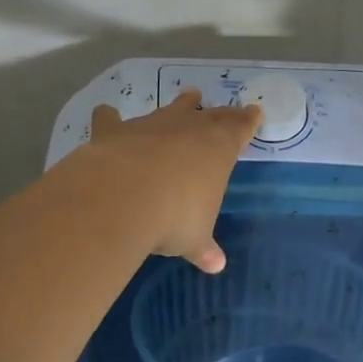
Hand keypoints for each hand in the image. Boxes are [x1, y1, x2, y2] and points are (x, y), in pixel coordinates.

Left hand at [86, 89, 260, 272]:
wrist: (123, 197)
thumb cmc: (174, 217)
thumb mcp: (194, 238)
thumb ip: (203, 247)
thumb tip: (216, 265)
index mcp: (218, 149)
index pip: (240, 129)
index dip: (248, 122)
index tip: (255, 112)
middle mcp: (188, 128)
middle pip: (210, 114)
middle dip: (220, 113)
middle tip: (227, 110)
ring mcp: (151, 125)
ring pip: (171, 109)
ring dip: (180, 104)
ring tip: (188, 96)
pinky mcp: (115, 130)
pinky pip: (113, 118)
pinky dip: (111, 117)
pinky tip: (107, 114)